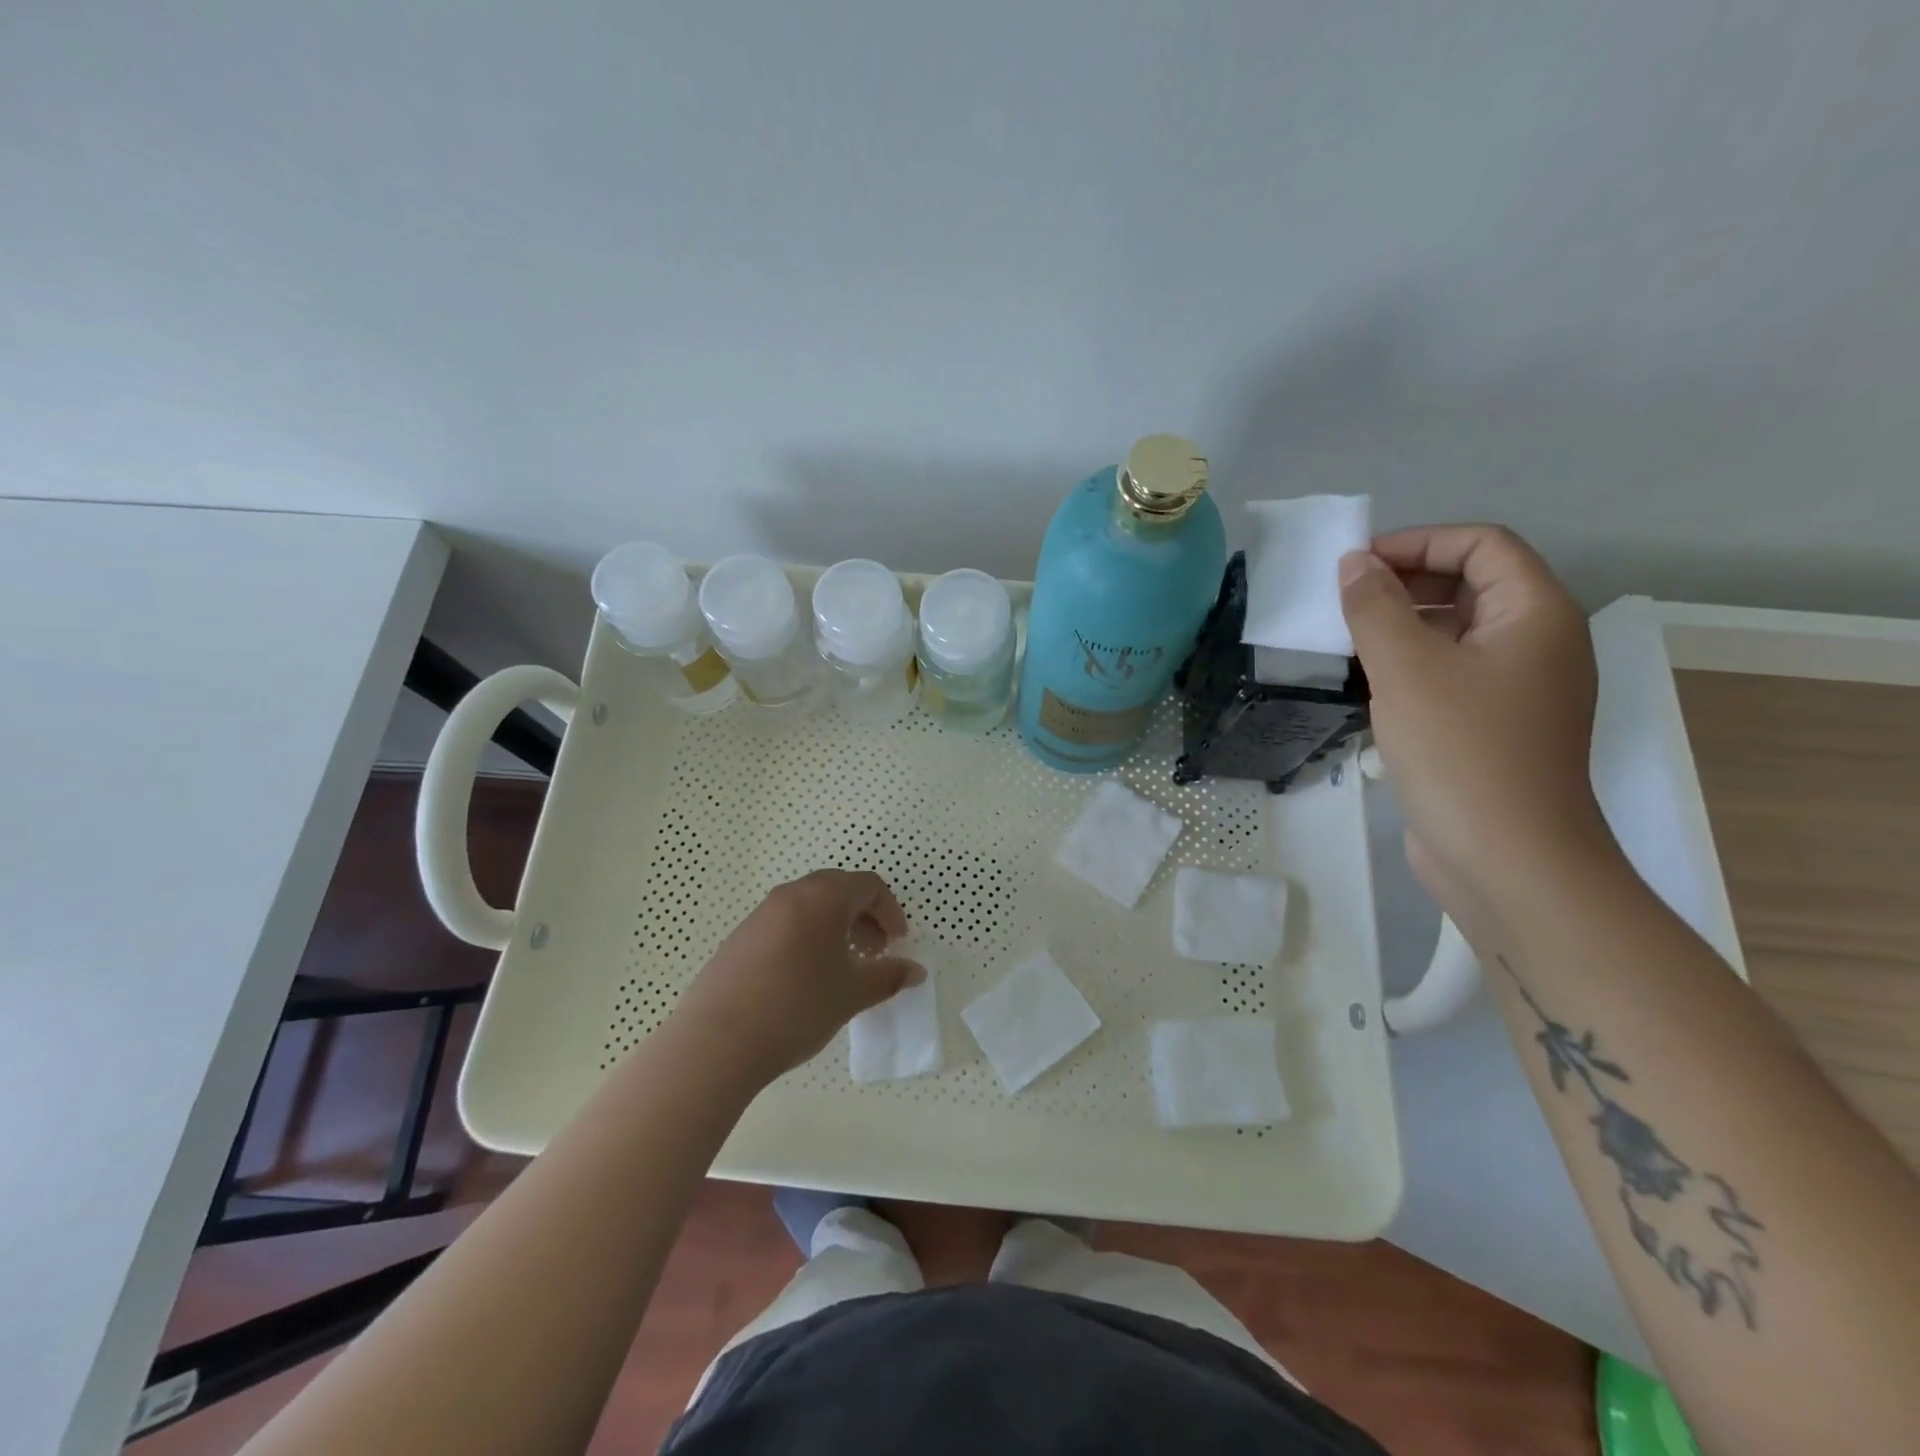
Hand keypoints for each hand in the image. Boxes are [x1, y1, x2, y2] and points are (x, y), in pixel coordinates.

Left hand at [672, 869, 922, 1084]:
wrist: (718, 1041)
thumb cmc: (798, 1007)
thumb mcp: (852, 994)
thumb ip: (889, 977)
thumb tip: (915, 971)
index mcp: (823, 898)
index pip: (868, 885)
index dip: (890, 911)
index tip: (898, 943)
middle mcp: (790, 895)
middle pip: (838, 889)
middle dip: (863, 916)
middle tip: (875, 951)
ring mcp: (760, 914)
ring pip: (809, 906)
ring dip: (834, 927)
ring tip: (842, 967)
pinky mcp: (739, 938)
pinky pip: (784, 924)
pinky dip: (806, 937)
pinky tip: (804, 978)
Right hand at [1339, 525, 1611, 908]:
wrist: (1506, 857)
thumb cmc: (1461, 750)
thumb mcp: (1406, 668)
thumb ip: (1375, 608)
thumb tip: (1354, 564)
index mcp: (1535, 614)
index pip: (1482, 546)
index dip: (1419, 542)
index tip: (1357, 564)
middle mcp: (1537, 643)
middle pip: (1472, 585)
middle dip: (1406, 582)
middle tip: (1344, 601)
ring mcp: (1519, 689)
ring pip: (1457, 633)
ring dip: (1402, 626)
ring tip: (1345, 639)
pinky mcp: (1494, 727)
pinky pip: (1451, 674)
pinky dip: (1410, 666)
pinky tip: (1368, 684)